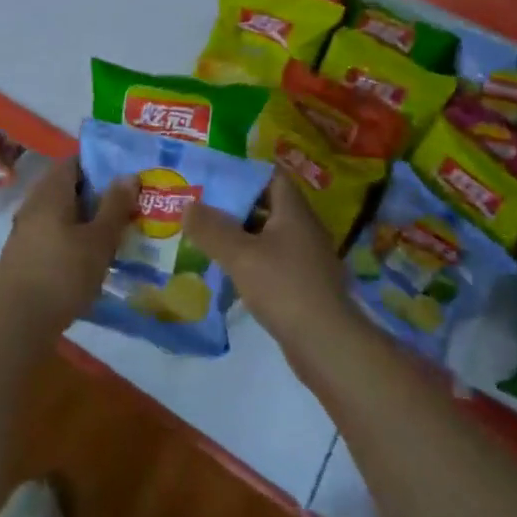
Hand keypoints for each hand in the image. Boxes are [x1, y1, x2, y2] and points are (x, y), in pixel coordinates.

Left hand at [0, 158, 131, 341]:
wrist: (14, 325)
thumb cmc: (61, 274)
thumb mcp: (99, 240)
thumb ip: (115, 205)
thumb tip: (128, 175)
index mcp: (51, 191)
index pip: (76, 161)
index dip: (102, 164)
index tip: (128, 176)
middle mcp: (34, 204)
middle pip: (69, 187)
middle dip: (99, 195)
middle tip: (130, 206)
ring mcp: (26, 231)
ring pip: (63, 213)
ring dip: (88, 220)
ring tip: (118, 233)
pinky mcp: (24, 256)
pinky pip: (54, 235)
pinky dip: (74, 239)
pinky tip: (93, 259)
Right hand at [185, 175, 360, 367]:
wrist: (327, 345)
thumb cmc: (284, 287)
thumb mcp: (241, 255)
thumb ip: (212, 229)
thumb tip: (188, 206)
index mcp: (293, 210)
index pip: (270, 175)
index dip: (243, 172)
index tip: (213, 176)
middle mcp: (303, 227)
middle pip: (266, 204)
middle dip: (235, 204)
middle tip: (201, 207)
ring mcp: (305, 257)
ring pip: (267, 235)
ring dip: (240, 234)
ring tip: (207, 237)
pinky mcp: (302, 283)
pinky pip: (271, 260)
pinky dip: (250, 260)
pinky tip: (228, 271)